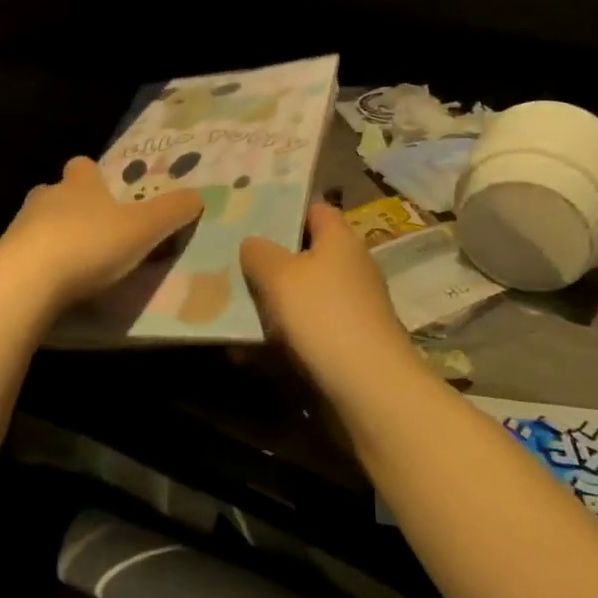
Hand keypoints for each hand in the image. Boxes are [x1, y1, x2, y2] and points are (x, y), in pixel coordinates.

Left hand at [0, 156, 202, 307]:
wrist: (24, 281)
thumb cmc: (89, 244)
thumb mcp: (143, 228)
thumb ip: (172, 212)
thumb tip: (198, 196)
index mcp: (80, 184)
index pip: (84, 166)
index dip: (95, 177)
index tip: (108, 194)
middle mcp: (47, 196)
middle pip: (59, 193)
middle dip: (74, 208)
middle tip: (96, 232)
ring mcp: (19, 227)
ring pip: (39, 223)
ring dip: (54, 237)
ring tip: (76, 265)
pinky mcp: (3, 258)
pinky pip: (24, 256)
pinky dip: (38, 266)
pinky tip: (53, 288)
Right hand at [240, 202, 412, 390]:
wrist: (369, 388)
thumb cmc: (323, 315)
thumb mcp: (279, 275)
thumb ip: (259, 253)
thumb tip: (253, 243)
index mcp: (340, 240)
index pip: (316, 210)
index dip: (286, 211)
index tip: (251, 219)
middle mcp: (351, 268)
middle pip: (306, 256)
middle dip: (269, 263)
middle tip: (231, 266)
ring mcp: (351, 308)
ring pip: (302, 297)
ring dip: (269, 306)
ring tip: (228, 312)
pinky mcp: (347, 344)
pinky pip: (305, 332)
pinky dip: (279, 339)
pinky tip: (246, 354)